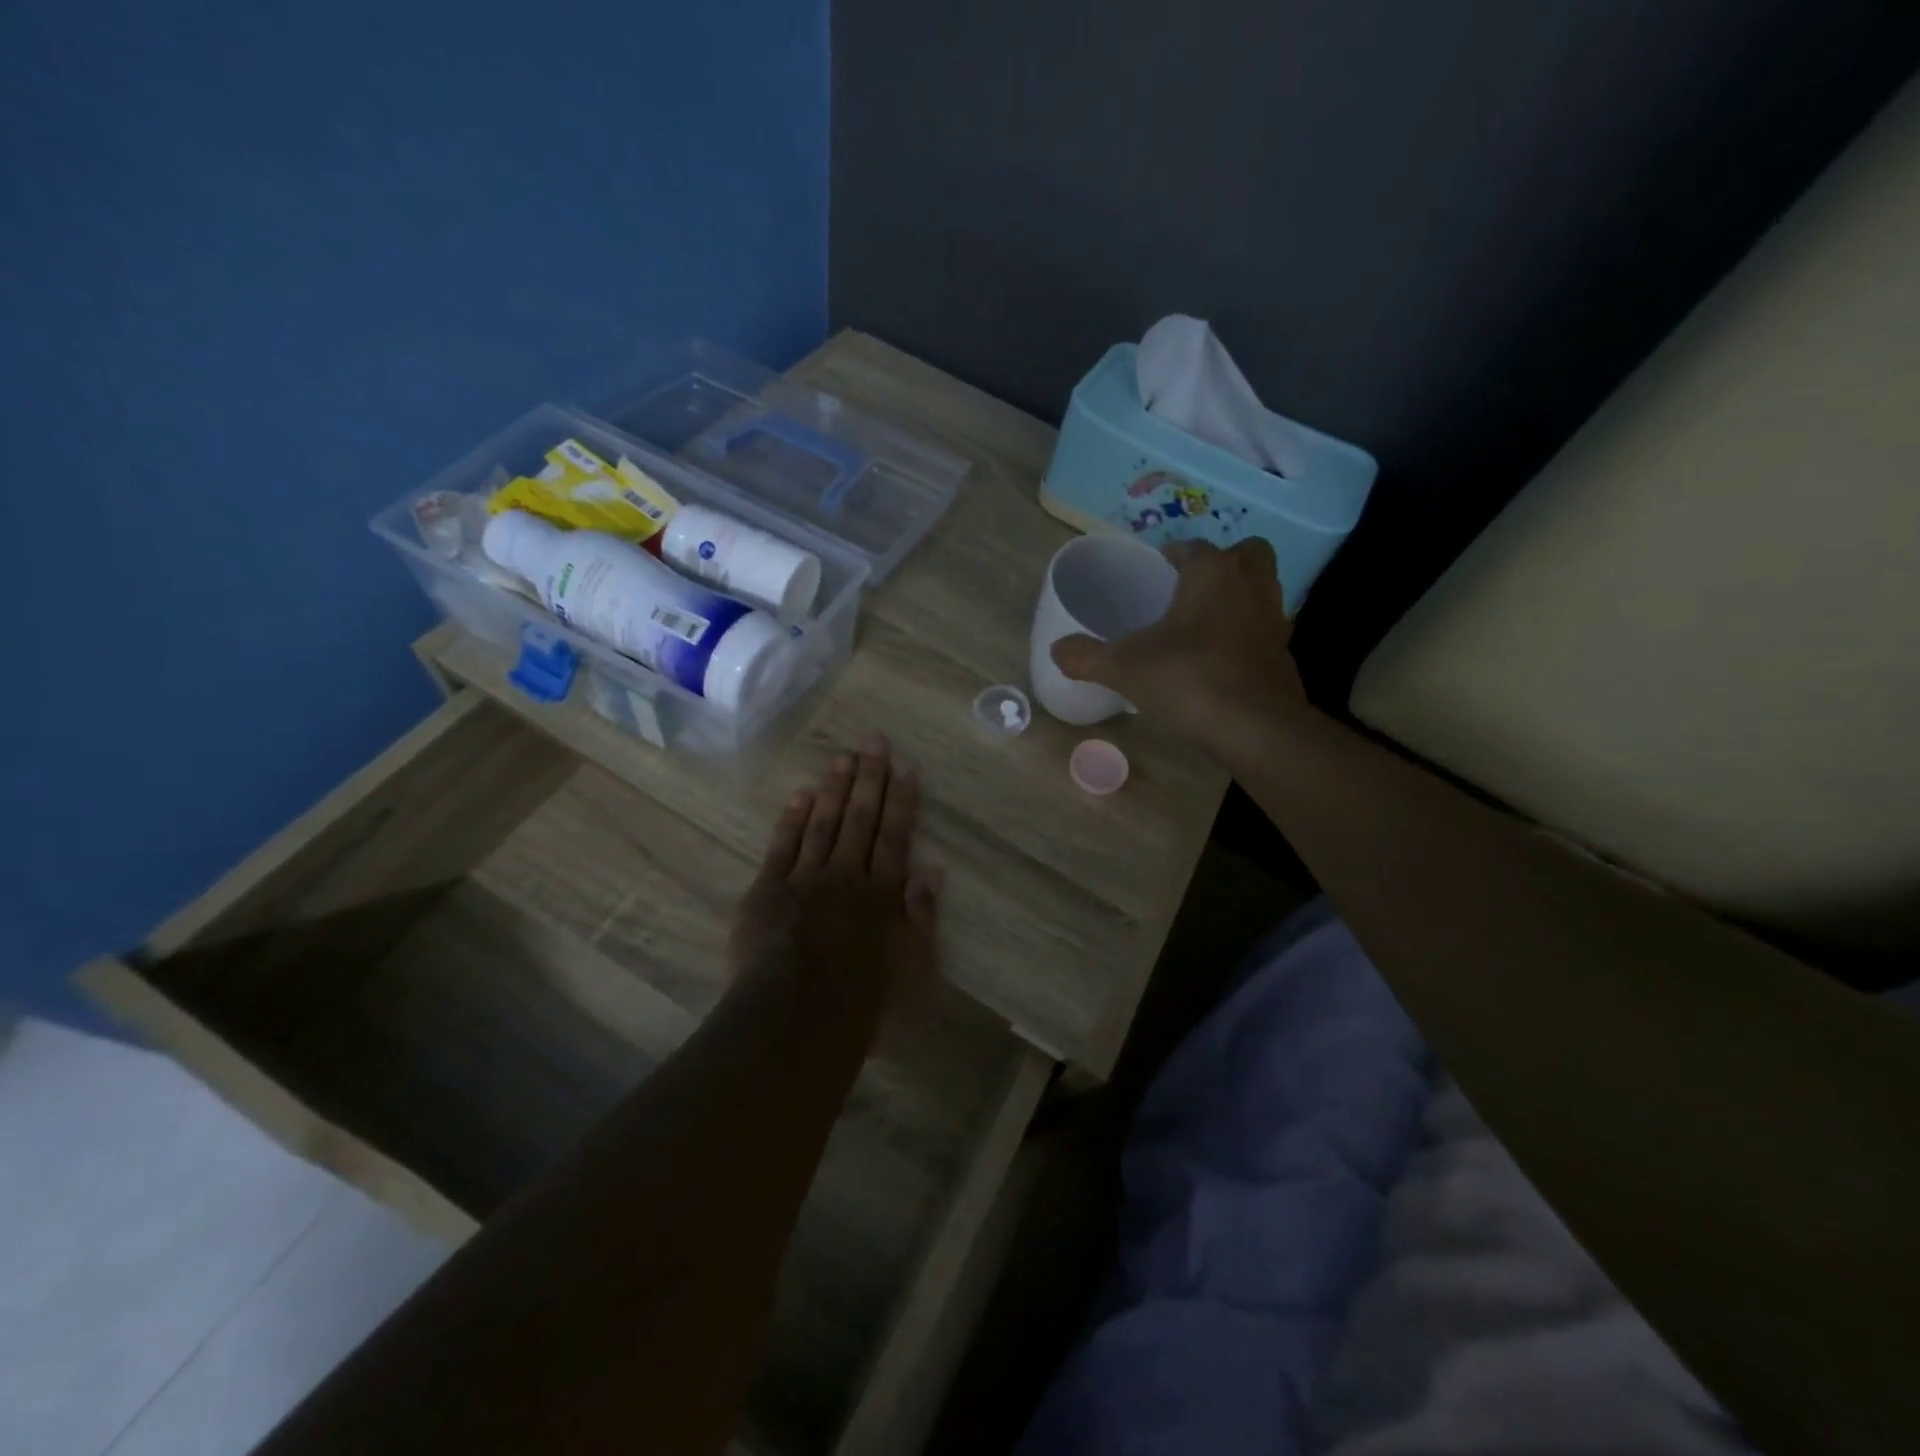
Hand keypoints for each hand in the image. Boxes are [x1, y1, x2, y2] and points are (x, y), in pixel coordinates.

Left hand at [728, 733, 942, 1004]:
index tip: (905, 767)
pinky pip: (782, 845)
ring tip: (843, 757)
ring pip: (823, 823)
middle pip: (860, 818)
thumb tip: (931, 869)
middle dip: (869, 778)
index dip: (901, 800)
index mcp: (881, 893)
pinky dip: (792, 818)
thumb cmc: (862, 1001)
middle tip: (874, 741)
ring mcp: (804, 878)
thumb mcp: (912, 967)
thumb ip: (922, 916)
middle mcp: (845, 875)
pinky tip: (801, 795)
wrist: (794, 1017)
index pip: (895, 835)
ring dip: (835, 788)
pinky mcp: (767, 890)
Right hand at [1050, 538, 1308, 749]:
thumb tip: (1056, 650)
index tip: (1157, 568)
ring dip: (1239, 596)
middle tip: (1192, 587)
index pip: (1193, 547)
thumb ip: (1086, 656)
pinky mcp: (1284, 655)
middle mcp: (1250, 585)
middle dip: (1223, 562)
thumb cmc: (1187, 678)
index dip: (1173, 554)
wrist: (1255, 727)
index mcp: (1212, 573)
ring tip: (1205, 622)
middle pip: (1246, 554)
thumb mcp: (1123, 667)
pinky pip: (1265, 630)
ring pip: (1262, 589)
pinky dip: (1247, 635)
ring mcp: (1274, 620)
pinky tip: (1221, 660)